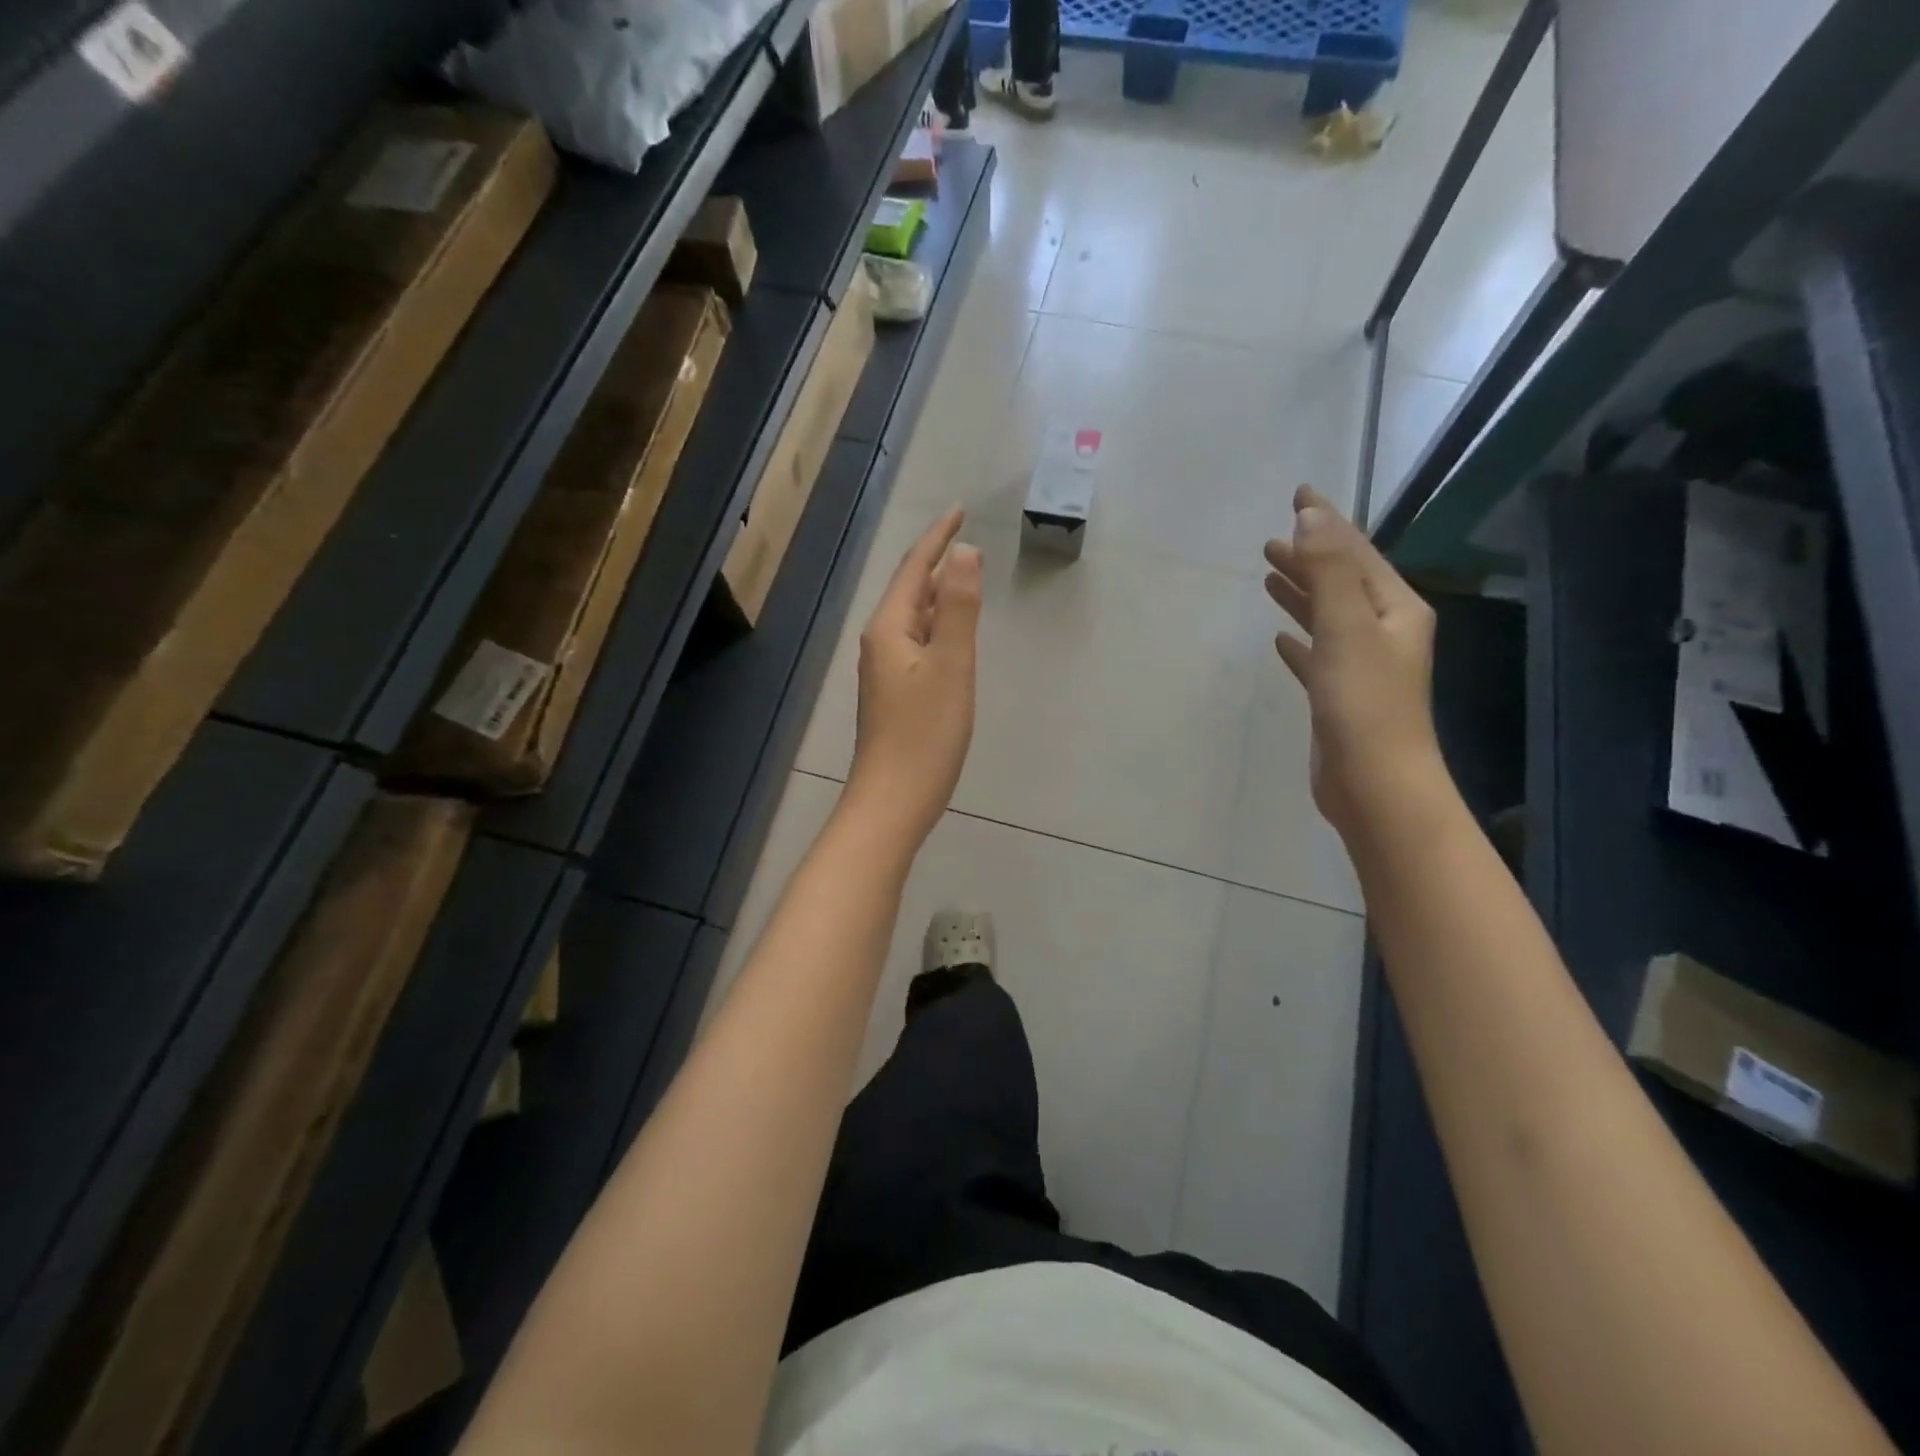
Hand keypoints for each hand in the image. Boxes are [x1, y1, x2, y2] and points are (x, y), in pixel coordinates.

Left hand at [845, 508, 981, 845]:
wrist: (893, 801)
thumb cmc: (925, 735)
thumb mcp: (952, 666)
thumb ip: (960, 609)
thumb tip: (964, 553)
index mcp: (890, 628)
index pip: (915, 569)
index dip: (938, 537)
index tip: (960, 510)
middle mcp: (881, 643)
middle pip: (911, 590)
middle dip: (938, 562)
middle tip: (967, 539)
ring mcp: (886, 670)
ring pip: (915, 618)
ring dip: (939, 595)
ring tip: (965, 577)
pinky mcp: (895, 694)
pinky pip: (918, 644)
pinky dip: (938, 627)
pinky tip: (953, 634)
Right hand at [1264, 486, 1442, 837]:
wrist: (1374, 782)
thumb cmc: (1364, 702)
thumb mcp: (1346, 626)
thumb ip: (1327, 569)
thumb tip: (1310, 513)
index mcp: (1395, 609)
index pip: (1357, 552)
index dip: (1327, 521)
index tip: (1299, 494)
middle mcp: (1384, 631)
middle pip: (1342, 581)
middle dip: (1310, 556)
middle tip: (1272, 538)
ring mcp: (1362, 665)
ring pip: (1326, 616)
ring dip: (1301, 593)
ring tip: (1269, 574)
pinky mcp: (1338, 695)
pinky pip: (1316, 654)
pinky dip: (1299, 640)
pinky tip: (1280, 638)